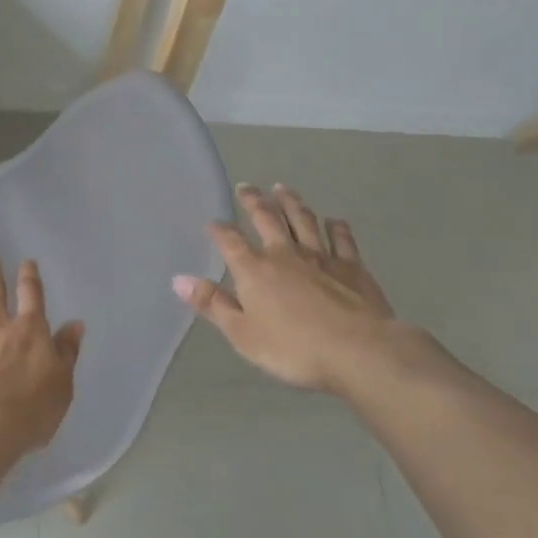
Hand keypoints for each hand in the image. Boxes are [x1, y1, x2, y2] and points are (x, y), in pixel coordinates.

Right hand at [173, 184, 439, 398]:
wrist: (359, 351)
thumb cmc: (293, 348)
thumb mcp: (242, 334)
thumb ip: (213, 304)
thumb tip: (178, 279)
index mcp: (255, 270)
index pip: (230, 241)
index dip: (219, 230)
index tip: (213, 222)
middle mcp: (285, 253)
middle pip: (266, 218)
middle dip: (253, 201)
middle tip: (246, 187)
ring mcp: (321, 256)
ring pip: (303, 220)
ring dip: (291, 202)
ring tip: (282, 188)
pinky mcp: (352, 266)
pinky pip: (342, 239)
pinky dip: (336, 227)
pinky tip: (333, 220)